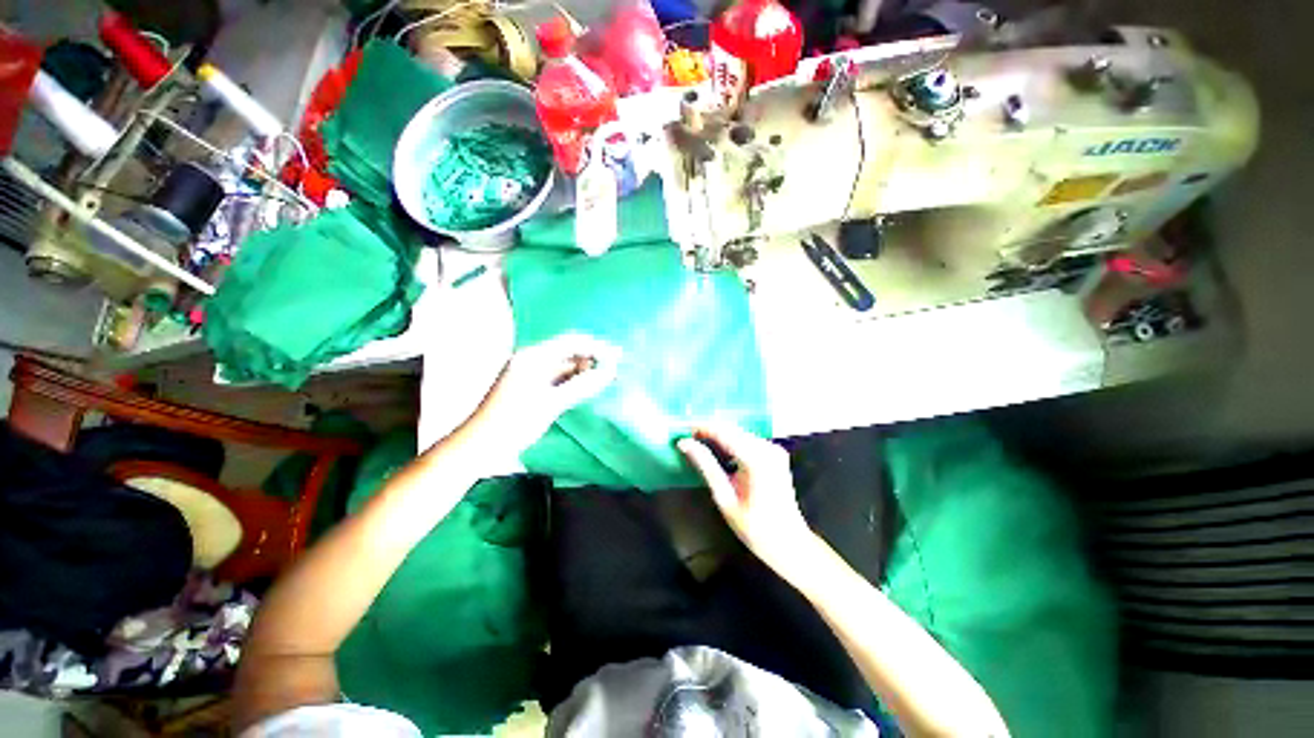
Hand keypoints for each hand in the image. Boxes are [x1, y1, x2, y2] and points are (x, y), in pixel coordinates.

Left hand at [464, 333, 620, 465]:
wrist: (479, 446)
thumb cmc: (513, 423)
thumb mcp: (551, 403)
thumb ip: (582, 385)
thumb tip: (610, 371)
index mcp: (532, 357)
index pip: (571, 342)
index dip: (596, 347)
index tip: (618, 356)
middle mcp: (531, 359)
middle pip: (568, 351)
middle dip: (592, 357)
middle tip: (617, 366)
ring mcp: (530, 373)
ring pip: (564, 365)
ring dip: (584, 370)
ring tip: (607, 376)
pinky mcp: (530, 386)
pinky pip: (558, 377)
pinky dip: (574, 381)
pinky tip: (588, 387)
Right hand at [677, 424, 814, 571]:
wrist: (789, 542)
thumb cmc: (754, 526)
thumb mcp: (724, 497)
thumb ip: (705, 466)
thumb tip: (685, 444)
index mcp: (756, 458)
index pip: (723, 432)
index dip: (701, 427)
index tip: (682, 430)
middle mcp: (767, 447)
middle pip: (732, 429)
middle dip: (709, 430)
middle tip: (688, 437)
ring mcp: (774, 449)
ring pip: (740, 432)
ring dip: (720, 435)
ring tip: (699, 443)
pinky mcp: (776, 453)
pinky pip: (748, 440)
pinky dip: (732, 442)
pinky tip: (719, 451)